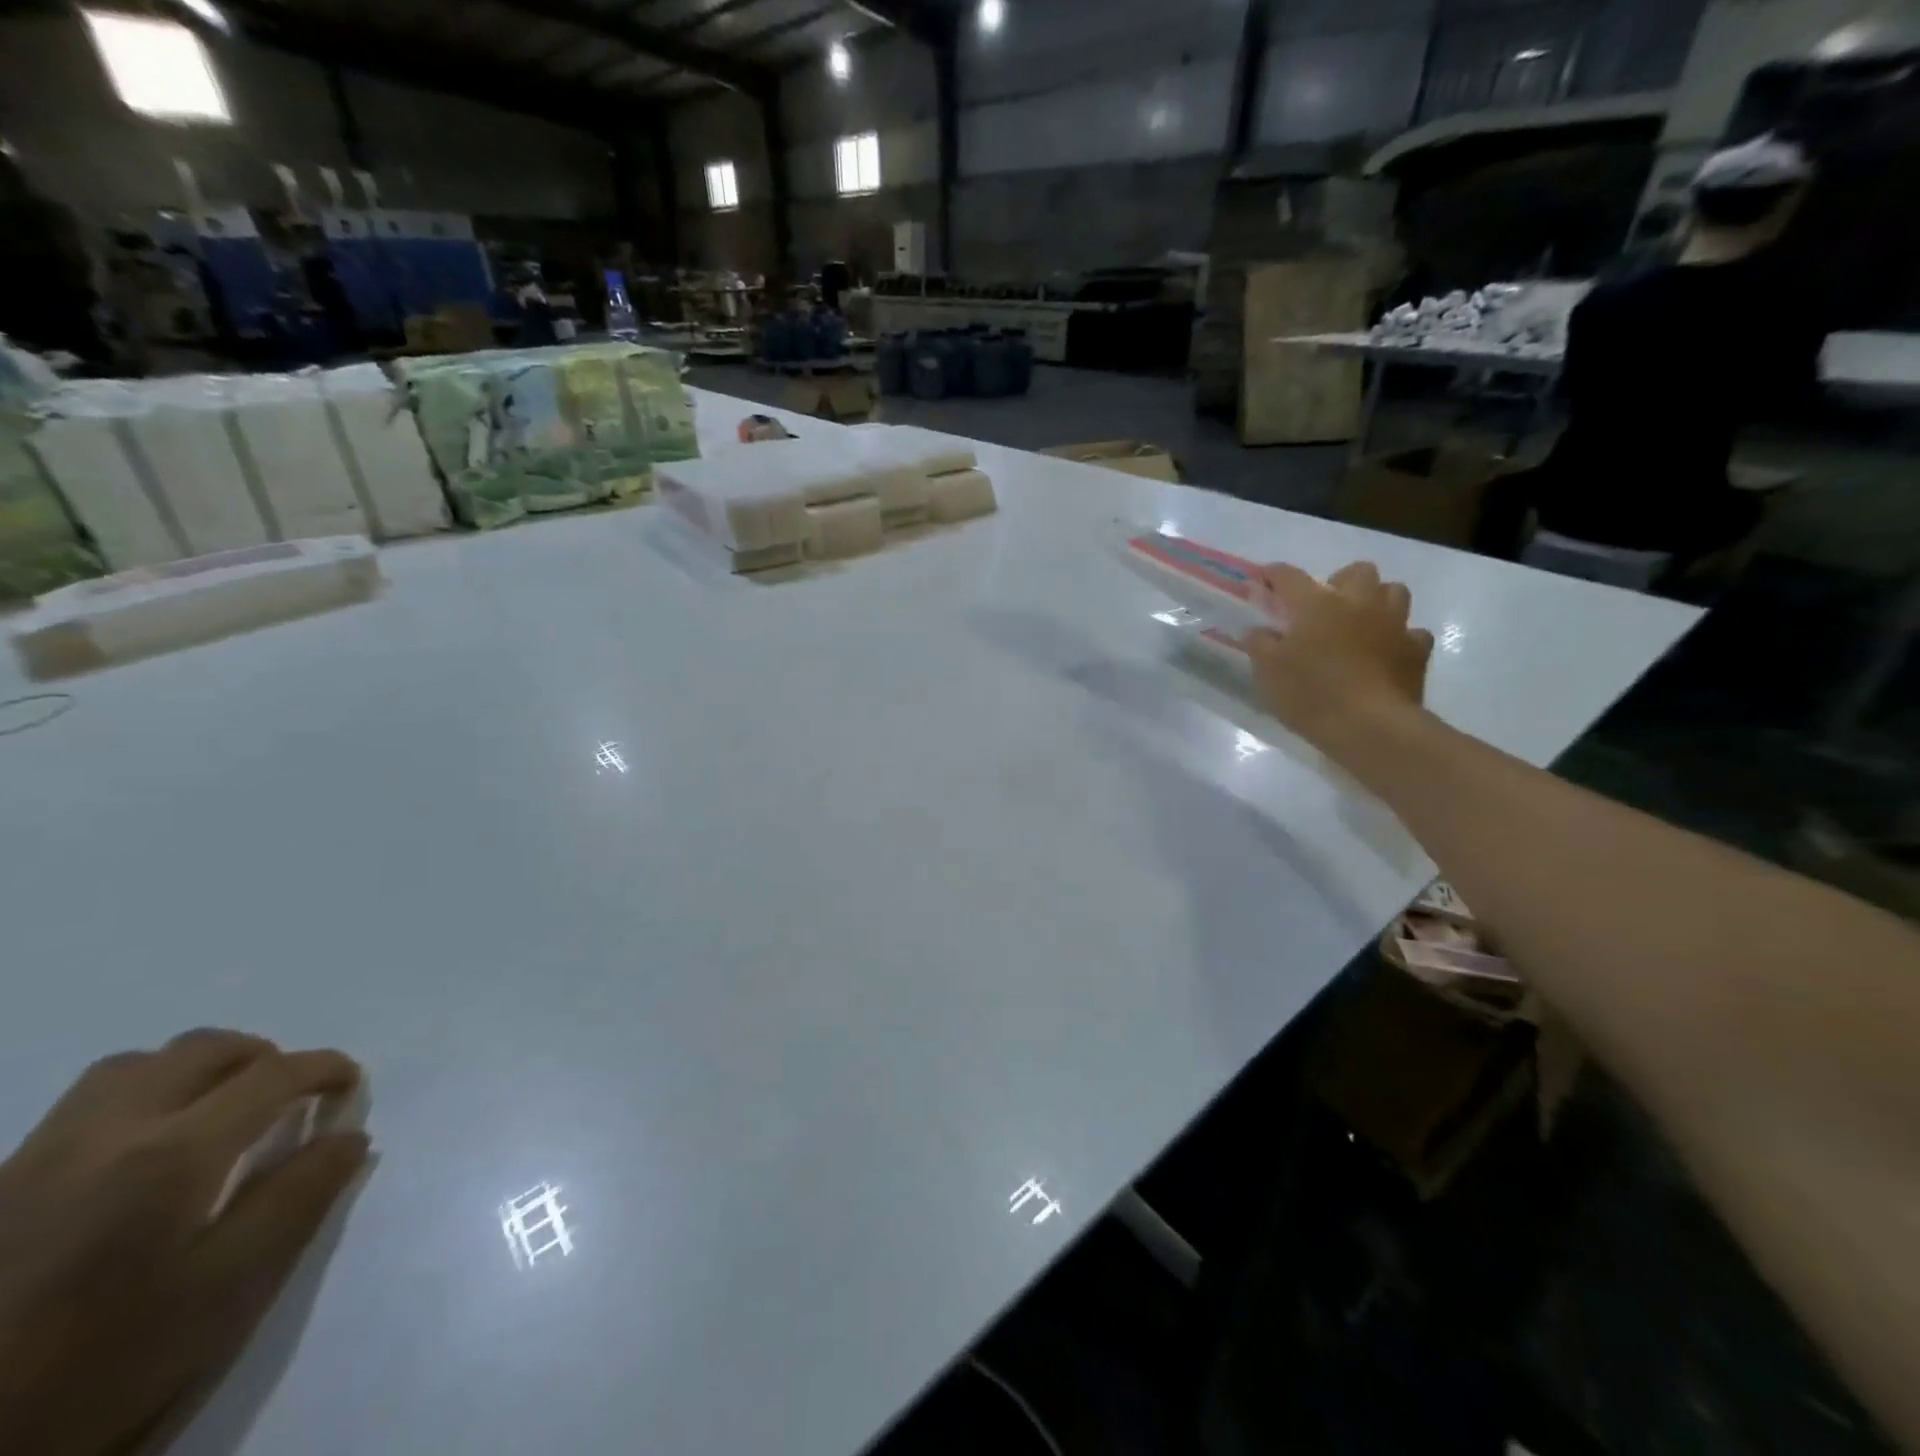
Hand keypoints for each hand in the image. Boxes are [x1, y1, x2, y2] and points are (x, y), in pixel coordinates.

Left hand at [0, 1031, 366, 1455]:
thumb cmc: (107, 1359)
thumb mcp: (226, 1289)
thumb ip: (298, 1198)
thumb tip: (348, 1137)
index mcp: (173, 1153)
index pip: (273, 1074)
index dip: (326, 1069)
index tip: (350, 1087)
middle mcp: (108, 1132)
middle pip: (203, 1049)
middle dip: (264, 1058)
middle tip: (290, 1096)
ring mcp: (40, 1154)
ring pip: (137, 1064)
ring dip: (196, 1069)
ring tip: (219, 1110)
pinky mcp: (2, 1182)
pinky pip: (85, 1104)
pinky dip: (141, 1097)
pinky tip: (145, 1149)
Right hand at [1245, 561, 1434, 755]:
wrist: (1370, 726)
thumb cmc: (1311, 694)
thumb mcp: (1268, 671)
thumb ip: (1260, 644)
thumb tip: (1259, 630)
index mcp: (1317, 604)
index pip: (1289, 577)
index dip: (1273, 575)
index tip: (1263, 579)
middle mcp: (1358, 603)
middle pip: (1356, 571)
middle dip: (1341, 581)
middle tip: (1325, 606)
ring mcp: (1394, 624)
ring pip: (1394, 591)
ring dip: (1377, 600)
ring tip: (1361, 622)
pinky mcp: (1416, 651)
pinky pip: (1413, 632)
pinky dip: (1400, 638)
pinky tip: (1387, 652)